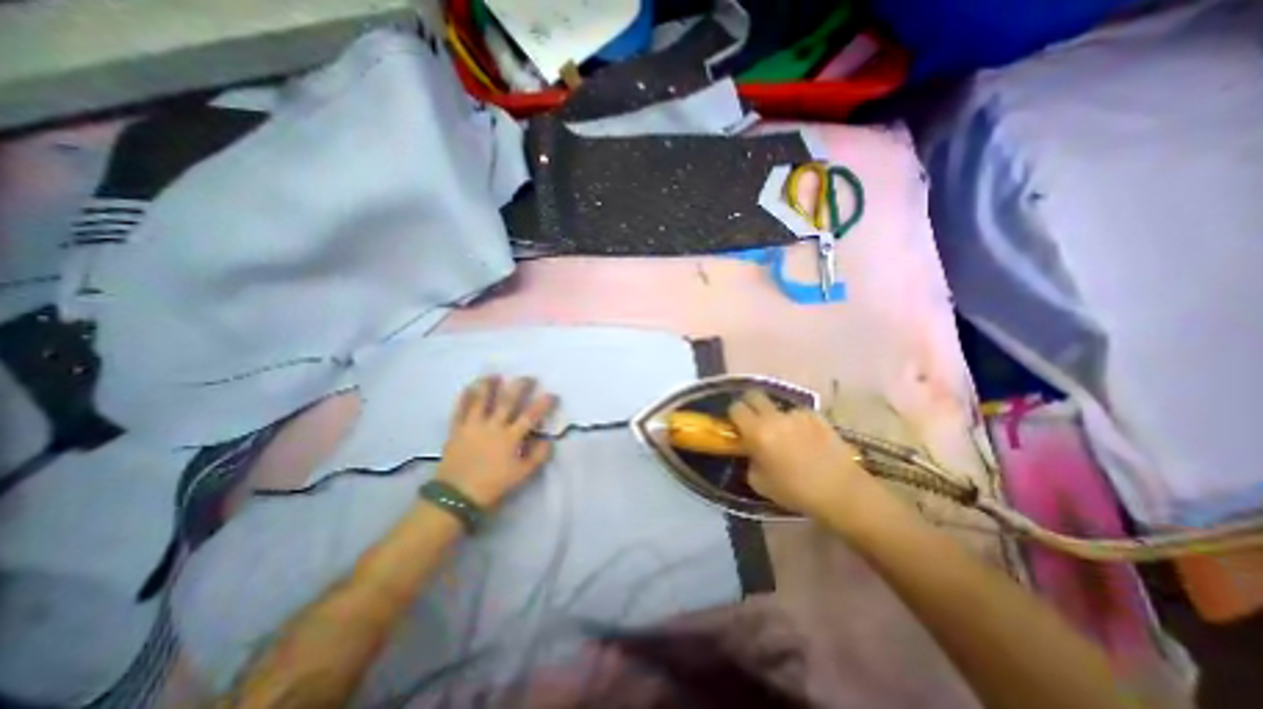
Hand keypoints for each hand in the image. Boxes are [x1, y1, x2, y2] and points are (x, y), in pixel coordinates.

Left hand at [436, 375, 557, 508]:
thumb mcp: (522, 475)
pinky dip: (464, 397)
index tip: (552, 395)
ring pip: (481, 400)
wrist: (456, 497)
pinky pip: (459, 409)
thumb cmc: (493, 486)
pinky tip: (469, 388)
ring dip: (488, 385)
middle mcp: (492, 426)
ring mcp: (472, 426)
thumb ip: (538, 456)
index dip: (543, 404)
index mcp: (510, 437)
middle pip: (507, 401)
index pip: (531, 416)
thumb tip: (548, 441)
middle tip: (527, 377)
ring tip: (494, 375)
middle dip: (519, 386)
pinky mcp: (456, 430)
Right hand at [731, 387, 885, 520]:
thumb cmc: (795, 491)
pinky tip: (806, 439)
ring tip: (786, 436)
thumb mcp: (759, 483)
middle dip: (751, 405)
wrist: (840, 491)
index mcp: (757, 431)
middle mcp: (775, 417)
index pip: (736, 408)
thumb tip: (751, 451)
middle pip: (755, 395)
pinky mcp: (817, 416)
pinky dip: (797, 423)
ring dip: (776, 417)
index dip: (734, 415)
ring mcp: (797, 414)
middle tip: (754, 422)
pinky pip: (799, 414)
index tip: (737, 426)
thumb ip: (750, 460)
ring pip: (778, 407)